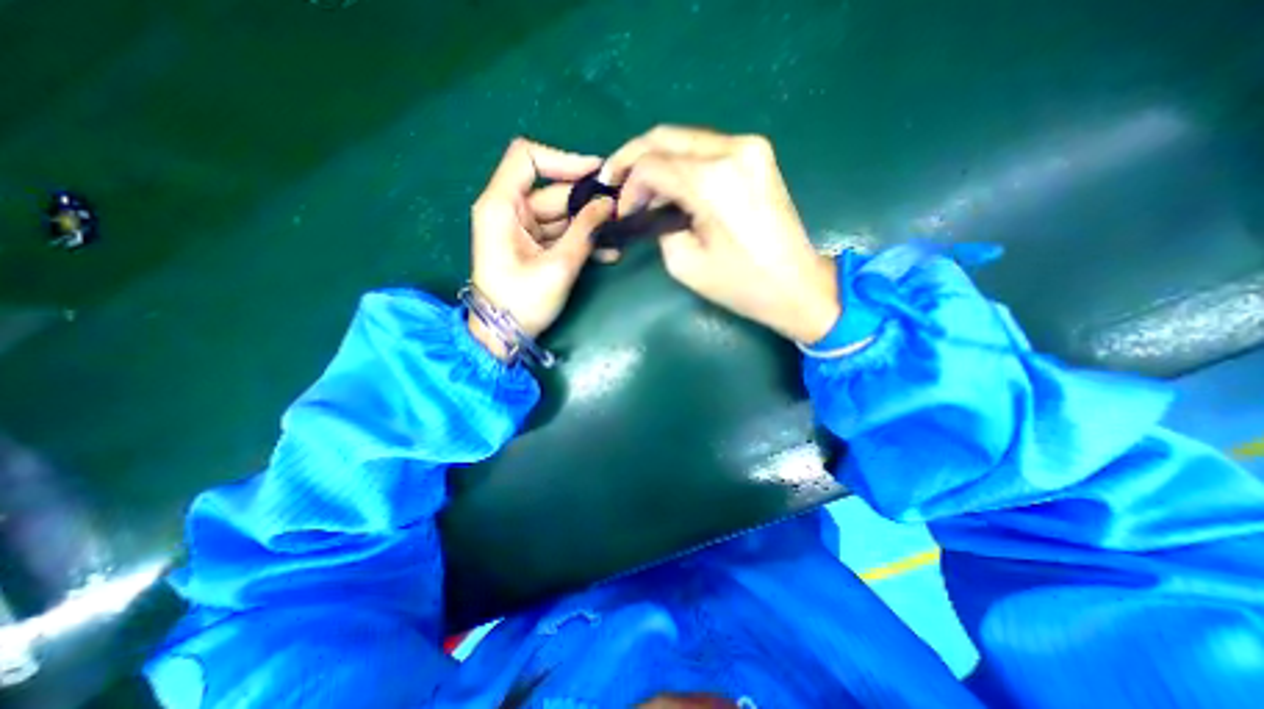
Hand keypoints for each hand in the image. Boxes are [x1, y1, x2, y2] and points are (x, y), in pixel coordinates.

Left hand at [470, 139, 617, 359]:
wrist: (504, 335)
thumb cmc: (522, 302)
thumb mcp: (558, 266)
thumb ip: (585, 232)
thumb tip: (609, 204)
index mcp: (501, 206)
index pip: (527, 158)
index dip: (563, 160)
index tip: (598, 173)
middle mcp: (509, 210)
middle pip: (553, 191)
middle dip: (588, 201)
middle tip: (621, 209)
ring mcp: (522, 229)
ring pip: (562, 215)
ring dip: (591, 225)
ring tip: (620, 235)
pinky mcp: (533, 246)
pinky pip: (561, 234)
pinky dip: (582, 240)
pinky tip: (609, 252)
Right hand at [605, 125, 835, 342]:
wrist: (795, 283)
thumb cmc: (740, 283)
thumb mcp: (684, 262)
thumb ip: (658, 225)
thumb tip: (651, 204)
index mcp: (712, 180)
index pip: (651, 164)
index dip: (628, 186)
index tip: (623, 212)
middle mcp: (732, 149)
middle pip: (665, 136)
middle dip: (633, 158)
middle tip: (615, 182)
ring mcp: (750, 146)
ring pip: (685, 138)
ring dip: (657, 159)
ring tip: (641, 188)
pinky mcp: (757, 154)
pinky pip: (706, 147)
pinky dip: (681, 162)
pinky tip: (671, 183)